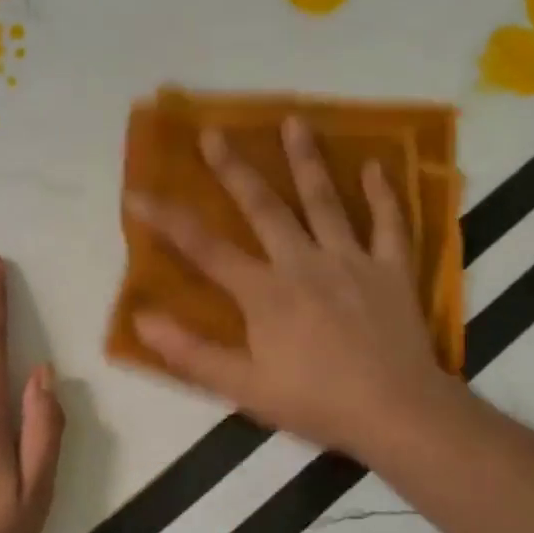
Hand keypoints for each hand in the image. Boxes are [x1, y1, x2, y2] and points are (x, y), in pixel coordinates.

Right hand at [128, 117, 460, 461]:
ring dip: (306, 160)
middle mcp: (303, 263)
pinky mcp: (391, 269)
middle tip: (213, 132)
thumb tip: (142, 320)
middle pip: (263, 207)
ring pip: (325, 201)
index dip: (167, 220)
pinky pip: (389, 224)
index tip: (137, 194)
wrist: (396, 412)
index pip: (205, 249)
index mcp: (265, 292)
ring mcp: (351, 261)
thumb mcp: (243, 387)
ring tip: (294, 120)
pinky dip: (383, 194)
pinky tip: (376, 164)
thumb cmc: (315, 402)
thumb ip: (191, 353)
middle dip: (234, 169)